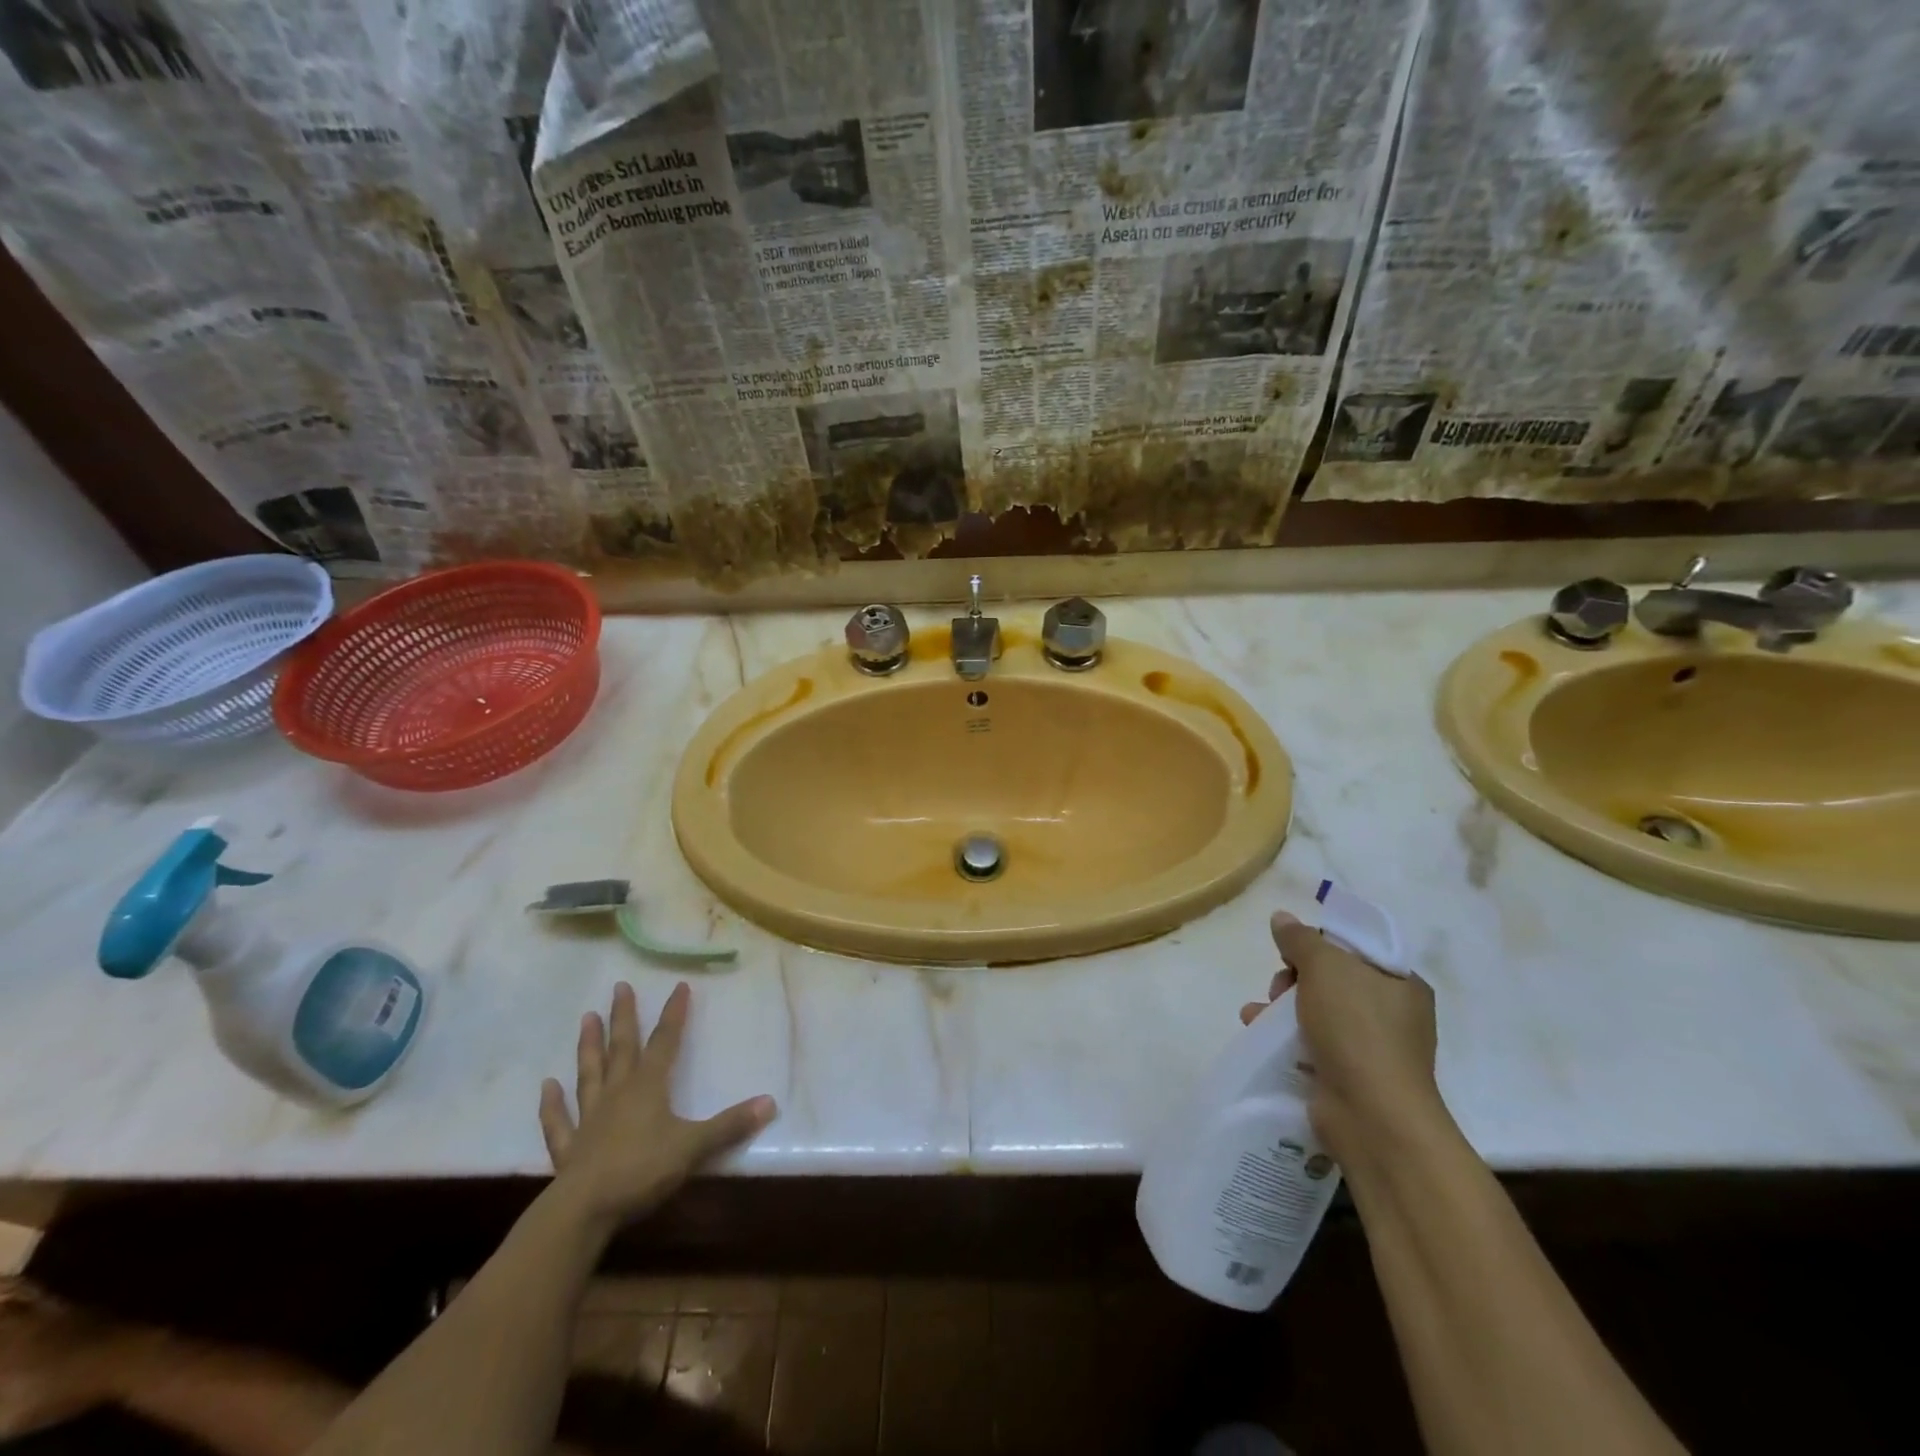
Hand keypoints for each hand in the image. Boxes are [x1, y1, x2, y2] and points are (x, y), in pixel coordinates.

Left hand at [539, 982, 776, 1228]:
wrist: (584, 1210)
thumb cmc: (642, 1170)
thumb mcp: (694, 1146)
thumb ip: (730, 1125)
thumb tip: (770, 1102)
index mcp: (648, 1087)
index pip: (665, 1042)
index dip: (674, 1014)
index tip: (679, 986)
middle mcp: (618, 1093)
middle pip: (622, 1048)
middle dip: (624, 1017)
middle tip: (619, 987)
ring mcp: (590, 1119)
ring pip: (590, 1074)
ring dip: (588, 1047)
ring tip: (586, 1018)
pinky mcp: (569, 1148)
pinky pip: (559, 1121)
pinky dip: (552, 1104)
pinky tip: (547, 1087)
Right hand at [1240, 911, 1445, 1163]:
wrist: (1371, 1116)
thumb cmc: (1357, 1029)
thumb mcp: (1325, 968)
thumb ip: (1301, 939)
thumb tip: (1282, 918)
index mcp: (1401, 983)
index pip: (1355, 949)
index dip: (1319, 945)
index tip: (1292, 953)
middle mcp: (1392, 1014)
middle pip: (1331, 979)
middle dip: (1294, 979)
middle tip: (1279, 988)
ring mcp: (1371, 1048)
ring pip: (1316, 1012)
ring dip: (1281, 1007)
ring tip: (1257, 1013)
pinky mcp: (1349, 1076)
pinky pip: (1310, 1044)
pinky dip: (1284, 1037)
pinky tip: (1257, 1032)